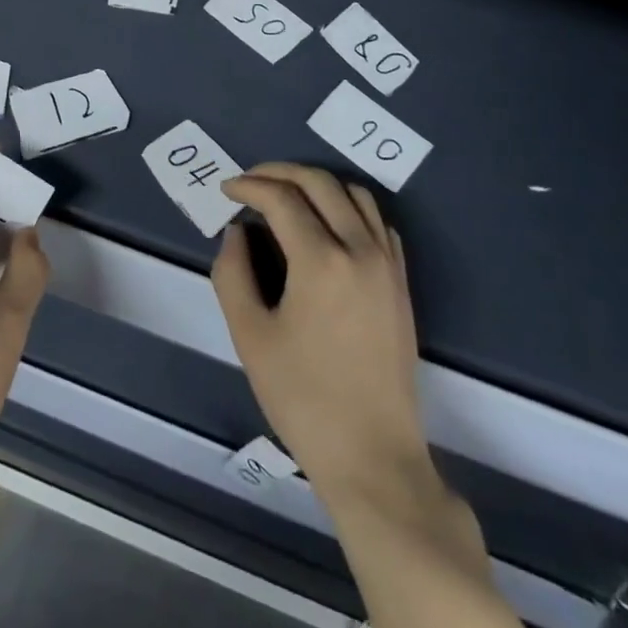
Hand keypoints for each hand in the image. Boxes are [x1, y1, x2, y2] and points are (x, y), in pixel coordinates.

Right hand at [213, 164, 435, 516]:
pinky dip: (348, 206)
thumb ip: (232, 273)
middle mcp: (360, 250)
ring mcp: (388, 264)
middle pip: (320, 182)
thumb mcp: (249, 336)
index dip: (248, 186)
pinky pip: (377, 221)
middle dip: (279, 172)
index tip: (226, 190)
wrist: (372, 455)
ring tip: (285, 196)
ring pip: (355, 194)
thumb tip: (237, 232)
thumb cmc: (303, 398)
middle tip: (250, 182)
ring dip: (316, 184)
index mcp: (321, 261)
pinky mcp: (401, 282)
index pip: (282, 198)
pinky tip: (326, 224)